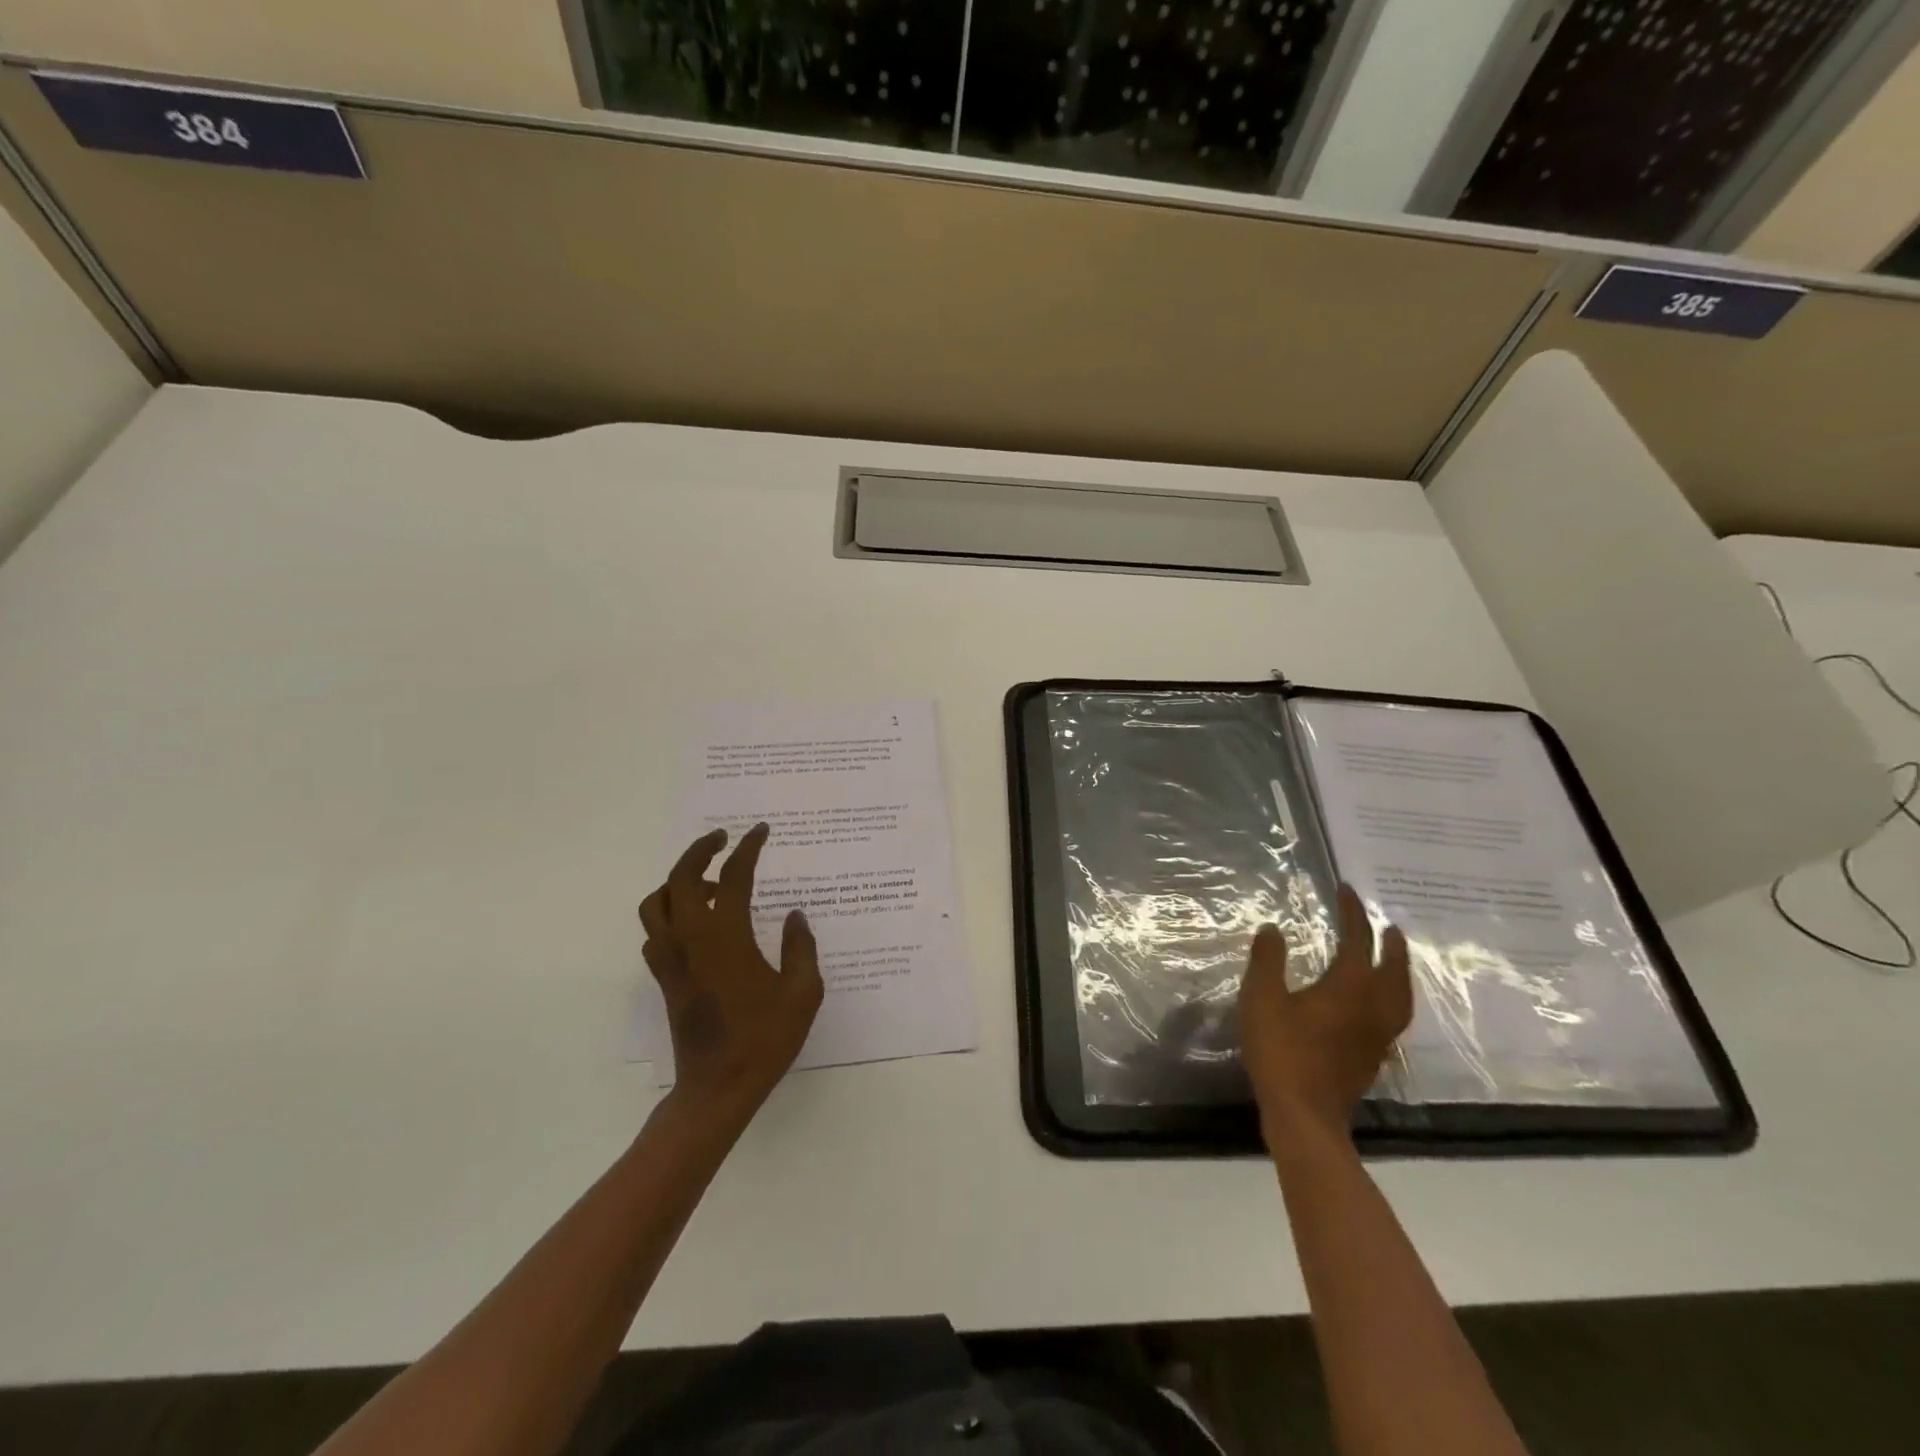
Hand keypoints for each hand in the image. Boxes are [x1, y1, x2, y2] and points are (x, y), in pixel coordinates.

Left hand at [639, 824, 823, 1126]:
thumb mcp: (802, 992)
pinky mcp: (664, 978)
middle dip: (701, 849)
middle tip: (724, 839)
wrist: (718, 1088)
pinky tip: (697, 923)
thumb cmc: (765, 1039)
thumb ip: (801, 947)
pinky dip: (670, 913)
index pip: (735, 876)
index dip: (749, 848)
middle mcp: (692, 938)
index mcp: (727, 936)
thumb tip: (794, 915)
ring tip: (709, 881)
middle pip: (682, 877)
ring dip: (679, 881)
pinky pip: (655, 932)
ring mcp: (672, 958)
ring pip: (657, 902)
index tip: (761, 831)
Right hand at [1238, 884, 1412, 1146]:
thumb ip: (1268, 960)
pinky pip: (1394, 1017)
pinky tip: (1377, 1005)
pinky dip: (1392, 999)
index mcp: (1349, 987)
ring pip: (1400, 996)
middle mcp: (1373, 1008)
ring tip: (1392, 961)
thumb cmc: (1281, 1051)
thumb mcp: (1262, 998)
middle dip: (1390, 944)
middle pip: (1393, 969)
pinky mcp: (1374, 1057)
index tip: (1347, 890)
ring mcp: (1378, 1035)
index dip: (1353, 913)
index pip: (1357, 940)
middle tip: (1388, 926)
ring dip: (1398, 972)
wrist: (1304, 1115)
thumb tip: (1273, 929)